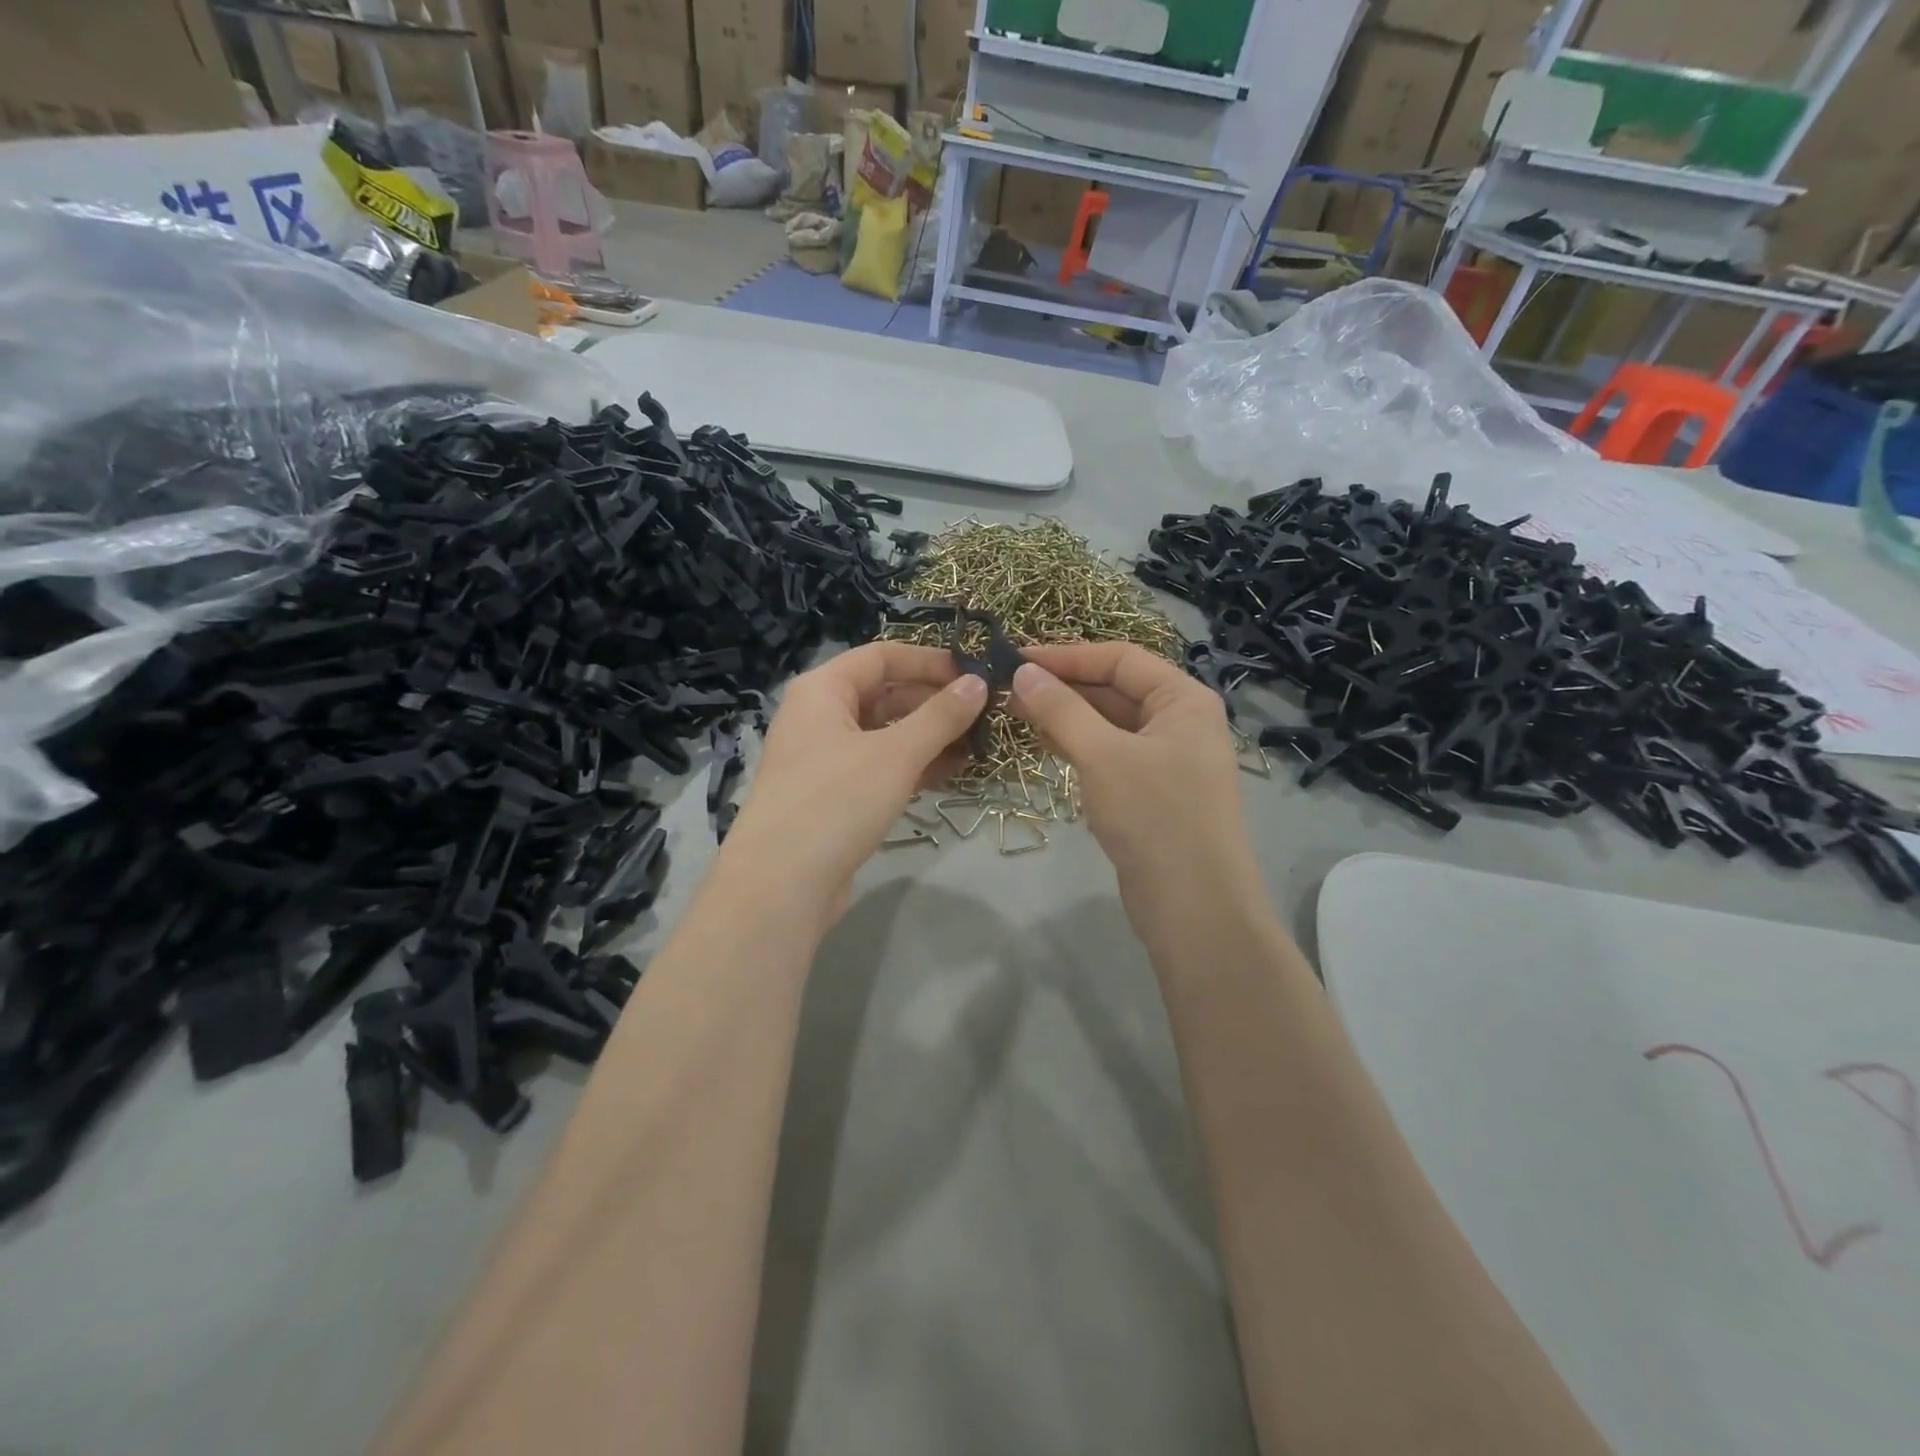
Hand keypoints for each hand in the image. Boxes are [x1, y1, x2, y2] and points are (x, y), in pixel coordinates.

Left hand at [716, 642, 986, 930]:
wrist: (783, 884)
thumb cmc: (836, 801)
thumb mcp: (896, 753)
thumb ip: (940, 716)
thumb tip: (978, 683)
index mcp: (823, 690)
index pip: (882, 656)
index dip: (929, 661)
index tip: (974, 674)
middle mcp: (820, 716)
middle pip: (885, 694)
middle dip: (935, 702)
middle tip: (985, 713)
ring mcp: (825, 758)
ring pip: (886, 734)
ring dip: (930, 736)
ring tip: (979, 743)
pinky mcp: (835, 796)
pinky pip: (881, 767)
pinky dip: (915, 765)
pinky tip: (954, 771)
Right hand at [1011, 642, 1263, 938]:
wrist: (1193, 904)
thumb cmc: (1153, 815)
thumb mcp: (1102, 755)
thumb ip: (1061, 710)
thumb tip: (1023, 672)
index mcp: (1183, 699)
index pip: (1120, 659)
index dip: (1067, 656)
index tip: (1017, 659)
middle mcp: (1180, 722)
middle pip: (1115, 690)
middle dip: (1063, 688)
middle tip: (1007, 688)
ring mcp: (1167, 759)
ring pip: (1109, 725)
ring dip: (1066, 717)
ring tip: (1015, 712)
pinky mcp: (1151, 792)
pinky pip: (1110, 755)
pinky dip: (1078, 747)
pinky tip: (1043, 744)